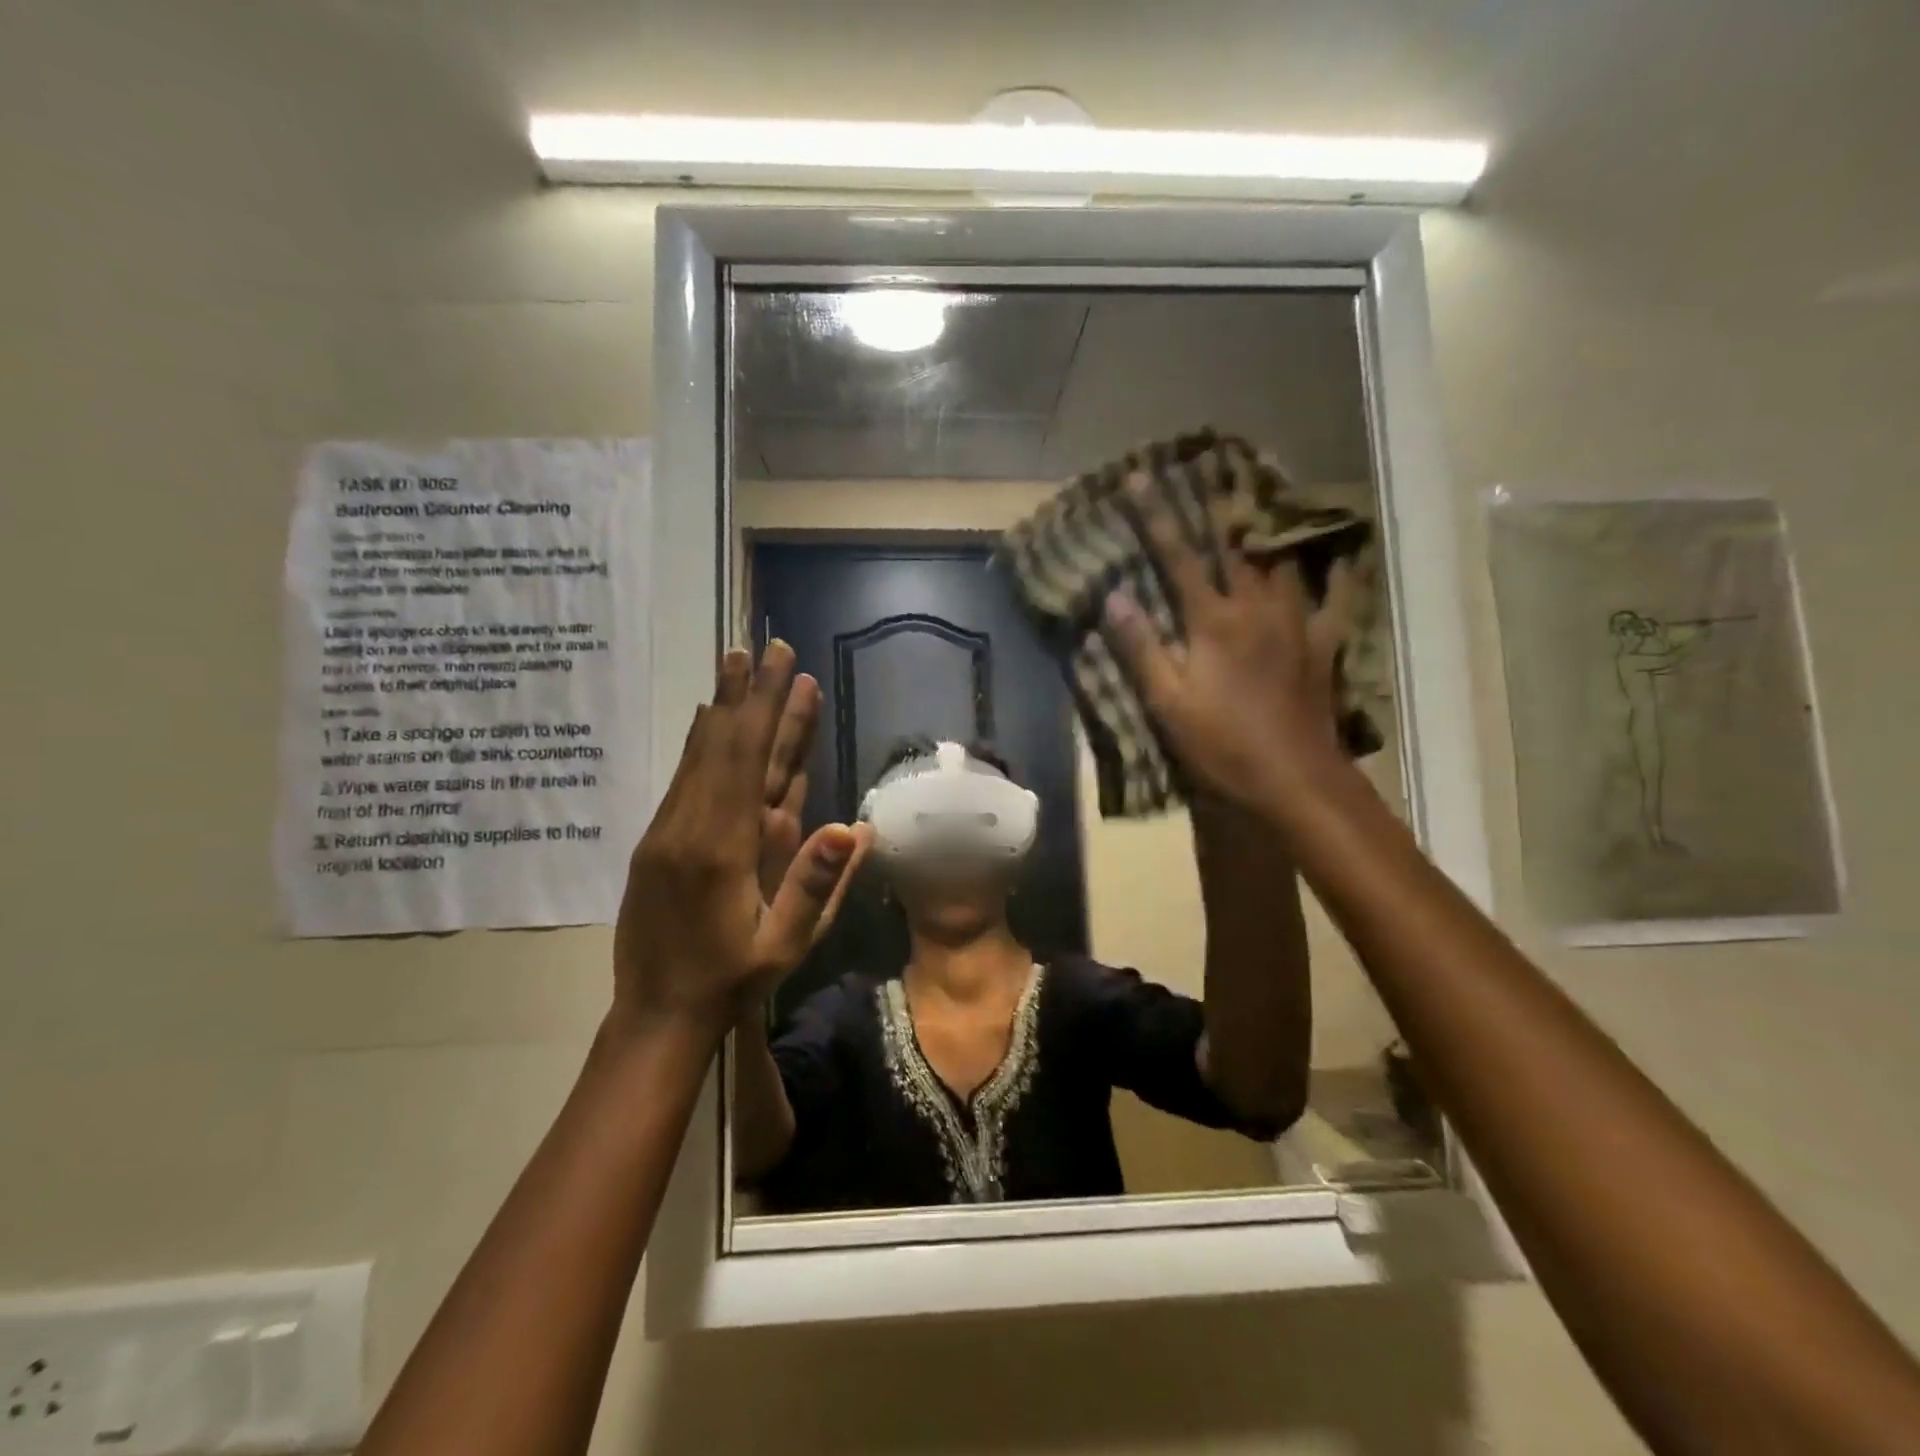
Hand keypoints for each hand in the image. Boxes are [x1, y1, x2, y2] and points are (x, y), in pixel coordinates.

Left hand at [610, 642, 868, 1041]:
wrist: (656, 1012)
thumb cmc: (732, 980)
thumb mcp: (785, 945)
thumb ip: (817, 885)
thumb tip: (857, 826)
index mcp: (723, 847)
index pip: (750, 760)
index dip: (769, 710)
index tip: (784, 667)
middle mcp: (690, 825)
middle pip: (725, 744)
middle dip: (749, 693)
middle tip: (765, 646)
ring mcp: (667, 829)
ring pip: (699, 755)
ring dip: (722, 706)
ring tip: (734, 662)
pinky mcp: (656, 839)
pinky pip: (683, 778)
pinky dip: (700, 742)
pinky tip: (707, 720)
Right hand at [1103, 476, 1359, 815]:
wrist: (1294, 781)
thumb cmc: (1222, 745)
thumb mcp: (1167, 703)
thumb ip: (1141, 648)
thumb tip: (1114, 597)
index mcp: (1213, 621)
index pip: (1177, 556)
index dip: (1155, 515)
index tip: (1139, 476)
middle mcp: (1257, 608)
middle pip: (1235, 545)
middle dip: (1218, 504)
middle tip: (1212, 467)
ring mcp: (1296, 623)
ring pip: (1284, 559)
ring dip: (1269, 525)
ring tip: (1264, 495)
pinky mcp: (1323, 646)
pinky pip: (1336, 598)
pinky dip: (1337, 571)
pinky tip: (1340, 552)